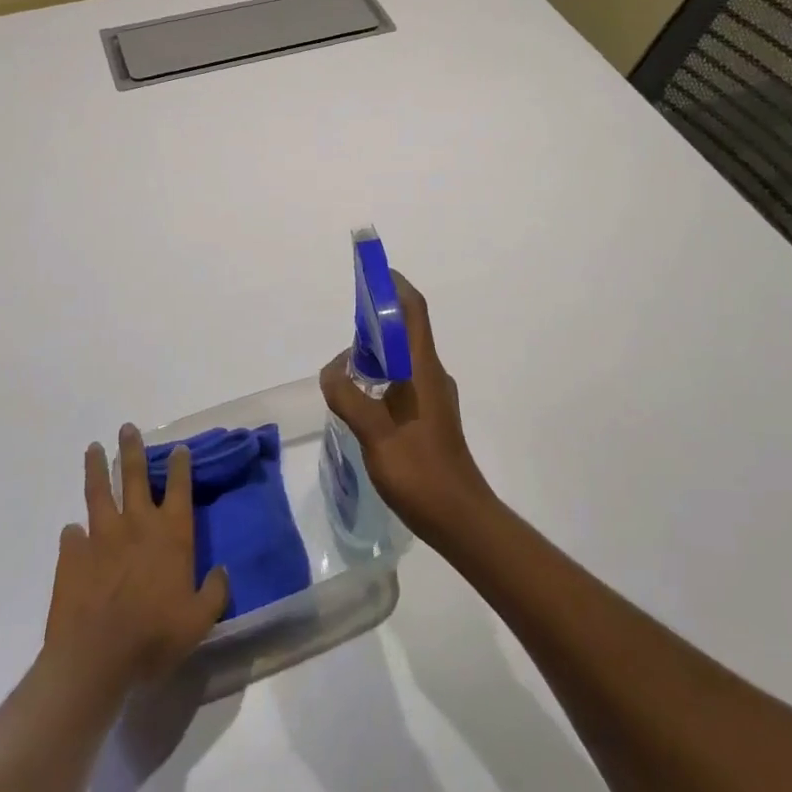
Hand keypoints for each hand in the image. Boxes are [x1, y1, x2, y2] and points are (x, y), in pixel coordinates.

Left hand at [43, 425, 229, 697]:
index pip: (179, 487)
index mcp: (171, 533)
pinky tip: (72, 530)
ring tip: (93, 448)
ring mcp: (101, 537)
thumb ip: (214, 592)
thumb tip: (222, 572)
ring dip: (97, 469)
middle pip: (135, 476)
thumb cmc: (154, 636)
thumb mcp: (199, 620)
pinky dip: (73, 532)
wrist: (94, 658)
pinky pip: (72, 536)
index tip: (179, 448)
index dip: (180, 466)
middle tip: (127, 428)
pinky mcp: (71, 556)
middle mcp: (137, 524)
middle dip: (133, 449)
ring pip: (99, 492)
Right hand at [320, 272, 494, 543]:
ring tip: (345, 366)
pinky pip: (404, 380)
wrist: (460, 518)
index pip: (412, 310)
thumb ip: (348, 396)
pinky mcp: (431, 417)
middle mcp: (432, 374)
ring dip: (377, 350)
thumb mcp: (374, 433)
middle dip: (377, 319)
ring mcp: (434, 396)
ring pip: (403, 358)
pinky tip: (361, 400)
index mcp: (423, 368)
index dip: (394, 285)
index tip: (372, 273)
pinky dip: (382, 376)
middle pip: (405, 331)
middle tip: (344, 328)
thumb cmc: (420, 471)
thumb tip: (332, 369)